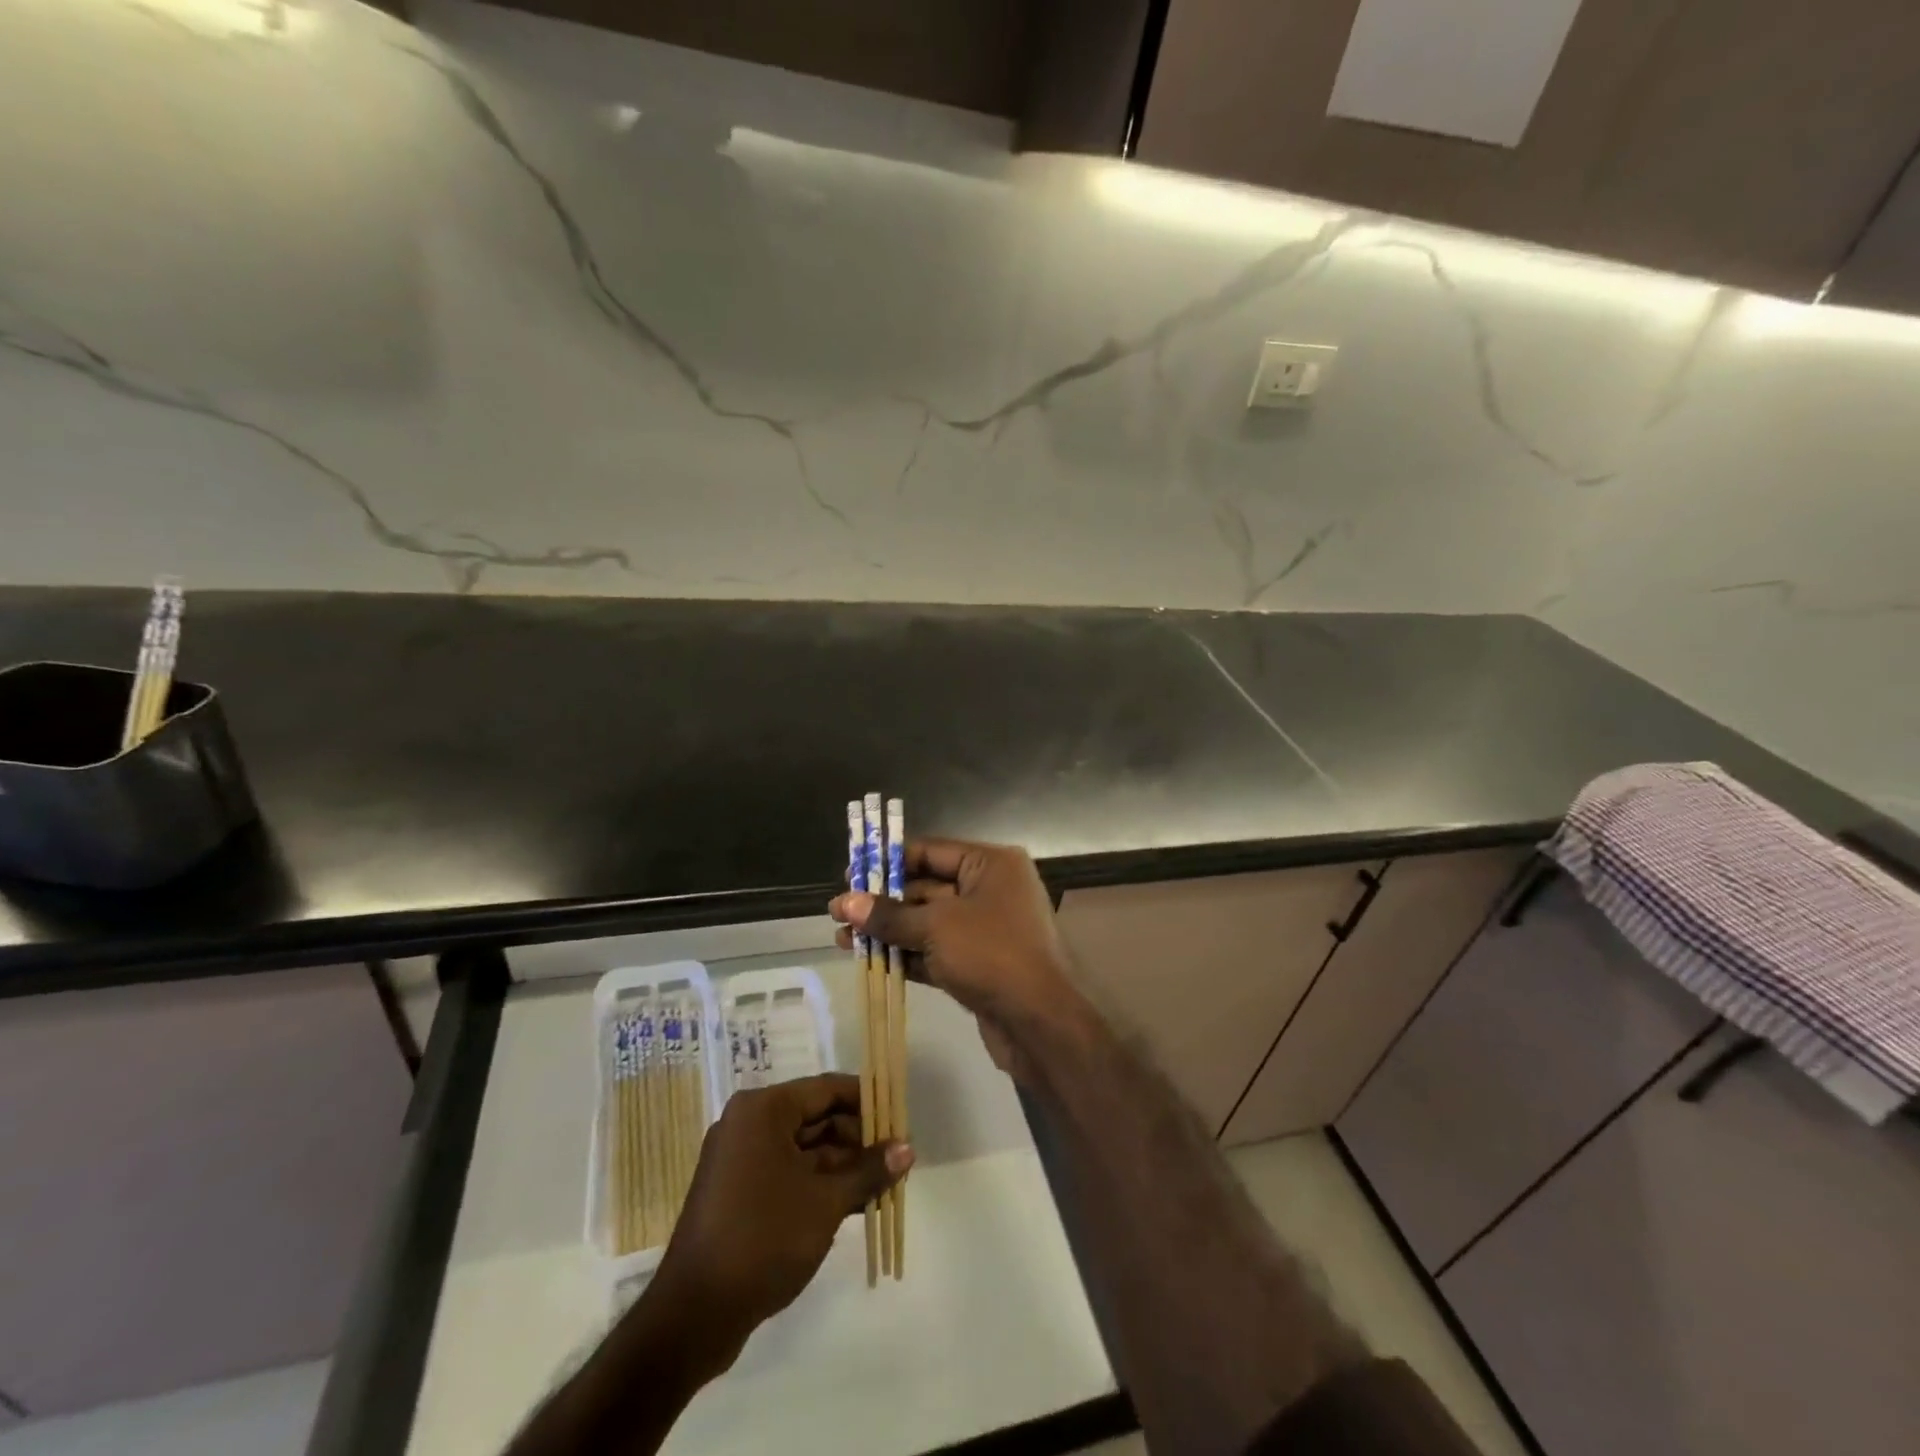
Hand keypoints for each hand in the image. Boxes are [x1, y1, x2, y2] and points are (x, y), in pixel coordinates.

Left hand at [652, 1073, 910, 1370]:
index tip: (900, 1117)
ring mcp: (741, 1159)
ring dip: (843, 1165)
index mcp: (764, 1110)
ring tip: (885, 1183)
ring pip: (805, 1149)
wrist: (693, 1315)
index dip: (867, 1101)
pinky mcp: (738, 1192)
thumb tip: (908, 1148)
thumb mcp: (825, 1202)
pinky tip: (856, 1203)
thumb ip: (868, 1170)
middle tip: (898, 1157)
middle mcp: (749, 1124)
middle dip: (858, 1138)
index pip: (827, 1089)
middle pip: (816, 1117)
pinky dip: (820, 1184)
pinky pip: (788, 1173)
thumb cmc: (763, 1239)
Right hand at [830, 839, 1085, 1072]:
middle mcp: (992, 889)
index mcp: (991, 864)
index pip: (931, 851)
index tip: (850, 872)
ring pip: (929, 922)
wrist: (1040, 1023)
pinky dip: (907, 954)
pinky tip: (869, 960)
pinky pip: (937, 950)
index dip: (889, 861)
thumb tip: (844, 903)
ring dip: (889, 930)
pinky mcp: (980, 964)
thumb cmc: (992, 954)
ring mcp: (987, 929)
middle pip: (927, 887)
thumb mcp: (936, 927)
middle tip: (839, 911)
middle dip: (884, 901)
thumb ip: (889, 915)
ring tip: (843, 938)